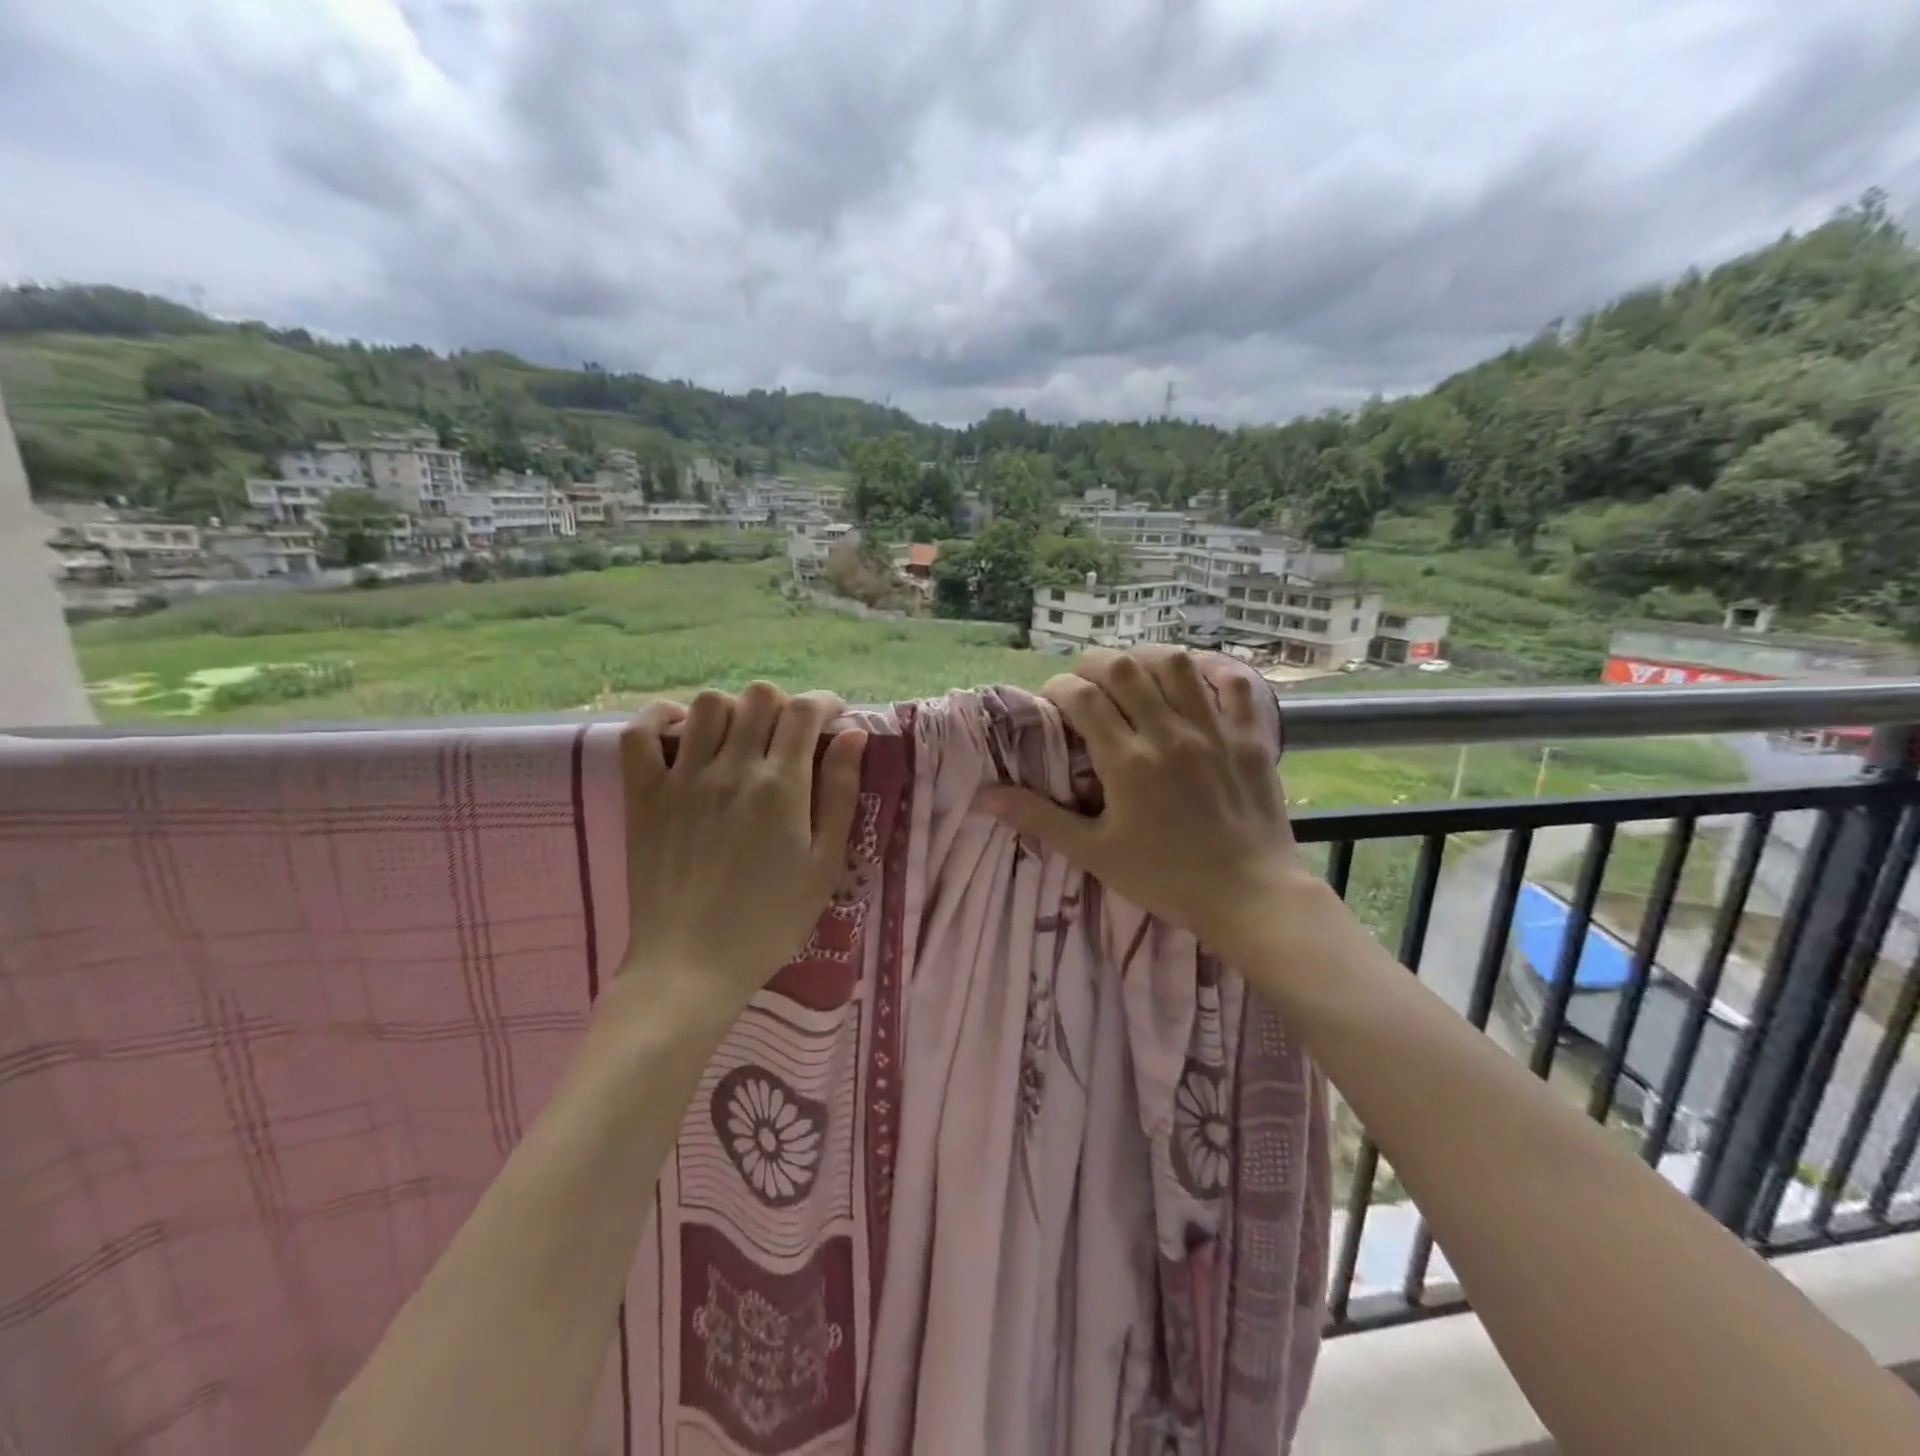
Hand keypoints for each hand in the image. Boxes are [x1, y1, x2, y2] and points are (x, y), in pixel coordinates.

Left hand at [617, 684, 868, 1020]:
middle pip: (759, 697)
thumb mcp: (825, 865)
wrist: (692, 966)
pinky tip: (681, 734)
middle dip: (784, 705)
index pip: (805, 711)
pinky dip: (661, 720)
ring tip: (740, 737)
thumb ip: (841, 794)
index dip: (825, 703)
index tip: (833, 718)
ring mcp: (681, 778)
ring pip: (707, 704)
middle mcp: (732, 769)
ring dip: (733, 709)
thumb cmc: (770, 921)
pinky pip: (639, 733)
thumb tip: (854, 736)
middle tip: (789, 735)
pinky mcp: (643, 795)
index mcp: (781, 787)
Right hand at [977, 647, 1314, 959]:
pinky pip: (1233, 683)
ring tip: (1134, 675)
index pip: (1081, 697)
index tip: (1053, 701)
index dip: (1059, 688)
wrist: (1248, 896)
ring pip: (1176, 664)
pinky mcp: (1250, 736)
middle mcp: (1168, 733)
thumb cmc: (1165, 877)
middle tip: (1087, 684)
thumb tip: (985, 796)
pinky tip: (1193, 681)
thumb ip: (1039, 818)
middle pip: (1123, 668)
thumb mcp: (1094, 853)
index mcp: (1127, 760)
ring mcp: (1214, 730)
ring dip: (1146, 659)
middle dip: (1094, 665)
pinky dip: (1211, 671)